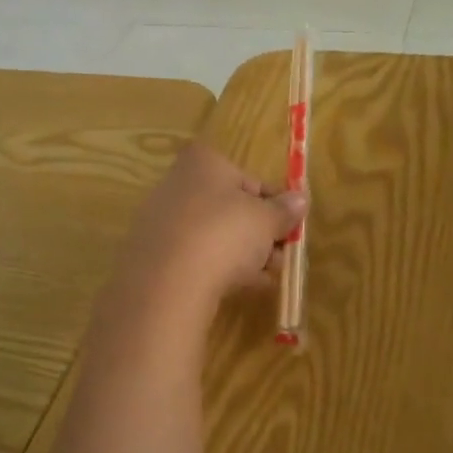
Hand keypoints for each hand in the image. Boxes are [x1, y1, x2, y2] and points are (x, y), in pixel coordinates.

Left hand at [112, 142, 305, 320]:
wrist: (167, 283)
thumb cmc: (223, 235)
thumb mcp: (266, 220)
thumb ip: (284, 209)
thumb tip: (300, 199)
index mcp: (203, 163)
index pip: (249, 179)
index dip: (275, 204)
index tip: (291, 227)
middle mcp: (176, 184)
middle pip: (230, 208)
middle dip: (258, 233)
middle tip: (281, 257)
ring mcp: (160, 221)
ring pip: (213, 235)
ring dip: (242, 254)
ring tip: (266, 278)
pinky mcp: (152, 255)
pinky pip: (194, 257)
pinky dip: (217, 269)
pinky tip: (239, 289)